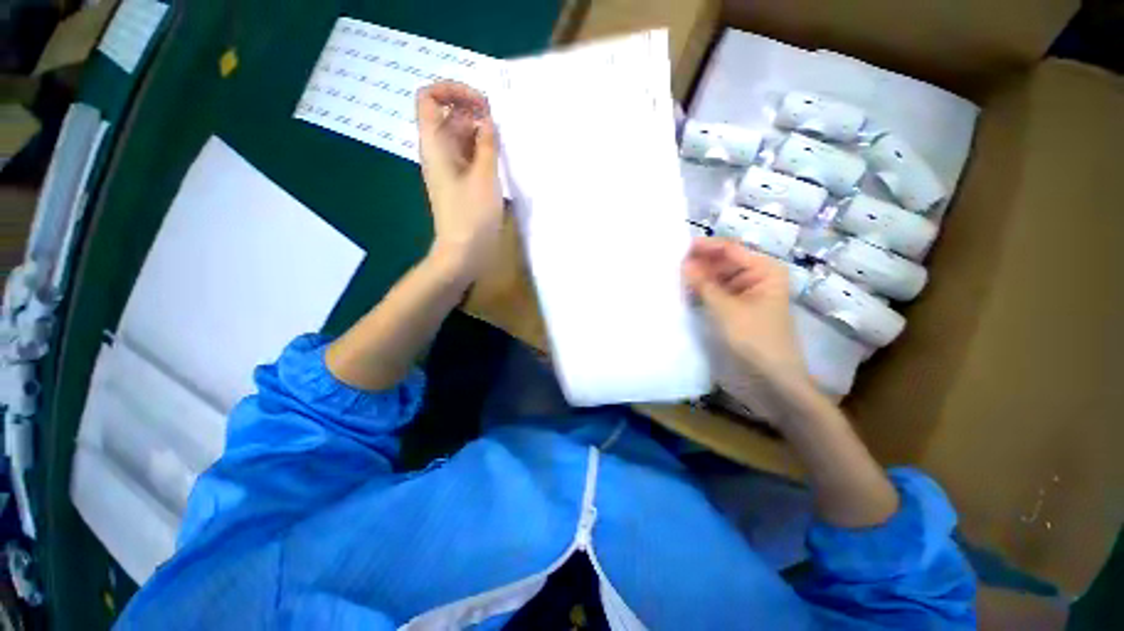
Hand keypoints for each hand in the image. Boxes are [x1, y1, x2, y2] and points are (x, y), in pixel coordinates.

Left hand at [416, 81, 502, 280]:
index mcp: (435, 144)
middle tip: (499, 124)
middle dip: (473, 112)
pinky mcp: (461, 182)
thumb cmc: (472, 215)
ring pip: (462, 136)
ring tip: (503, 142)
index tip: (481, 104)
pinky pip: (470, 155)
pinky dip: (483, 150)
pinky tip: (500, 157)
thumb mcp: (484, 176)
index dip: (453, 91)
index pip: (429, 98)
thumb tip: (487, 120)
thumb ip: (487, 143)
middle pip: (449, 116)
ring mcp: (450, 168)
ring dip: (481, 132)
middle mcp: (439, 151)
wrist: (464, 252)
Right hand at [683, 237, 812, 419]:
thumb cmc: (755, 340)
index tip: (676, 248)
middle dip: (698, 264)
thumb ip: (703, 284)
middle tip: (669, 266)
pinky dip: (701, 294)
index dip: (704, 247)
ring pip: (717, 279)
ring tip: (671, 278)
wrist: (772, 382)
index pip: (729, 249)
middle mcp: (756, 278)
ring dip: (697, 279)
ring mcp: (745, 295)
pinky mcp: (735, 311)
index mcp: (764, 270)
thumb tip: (683, 263)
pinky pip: (715, 295)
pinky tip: (682, 293)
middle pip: (722, 263)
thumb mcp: (726, 309)